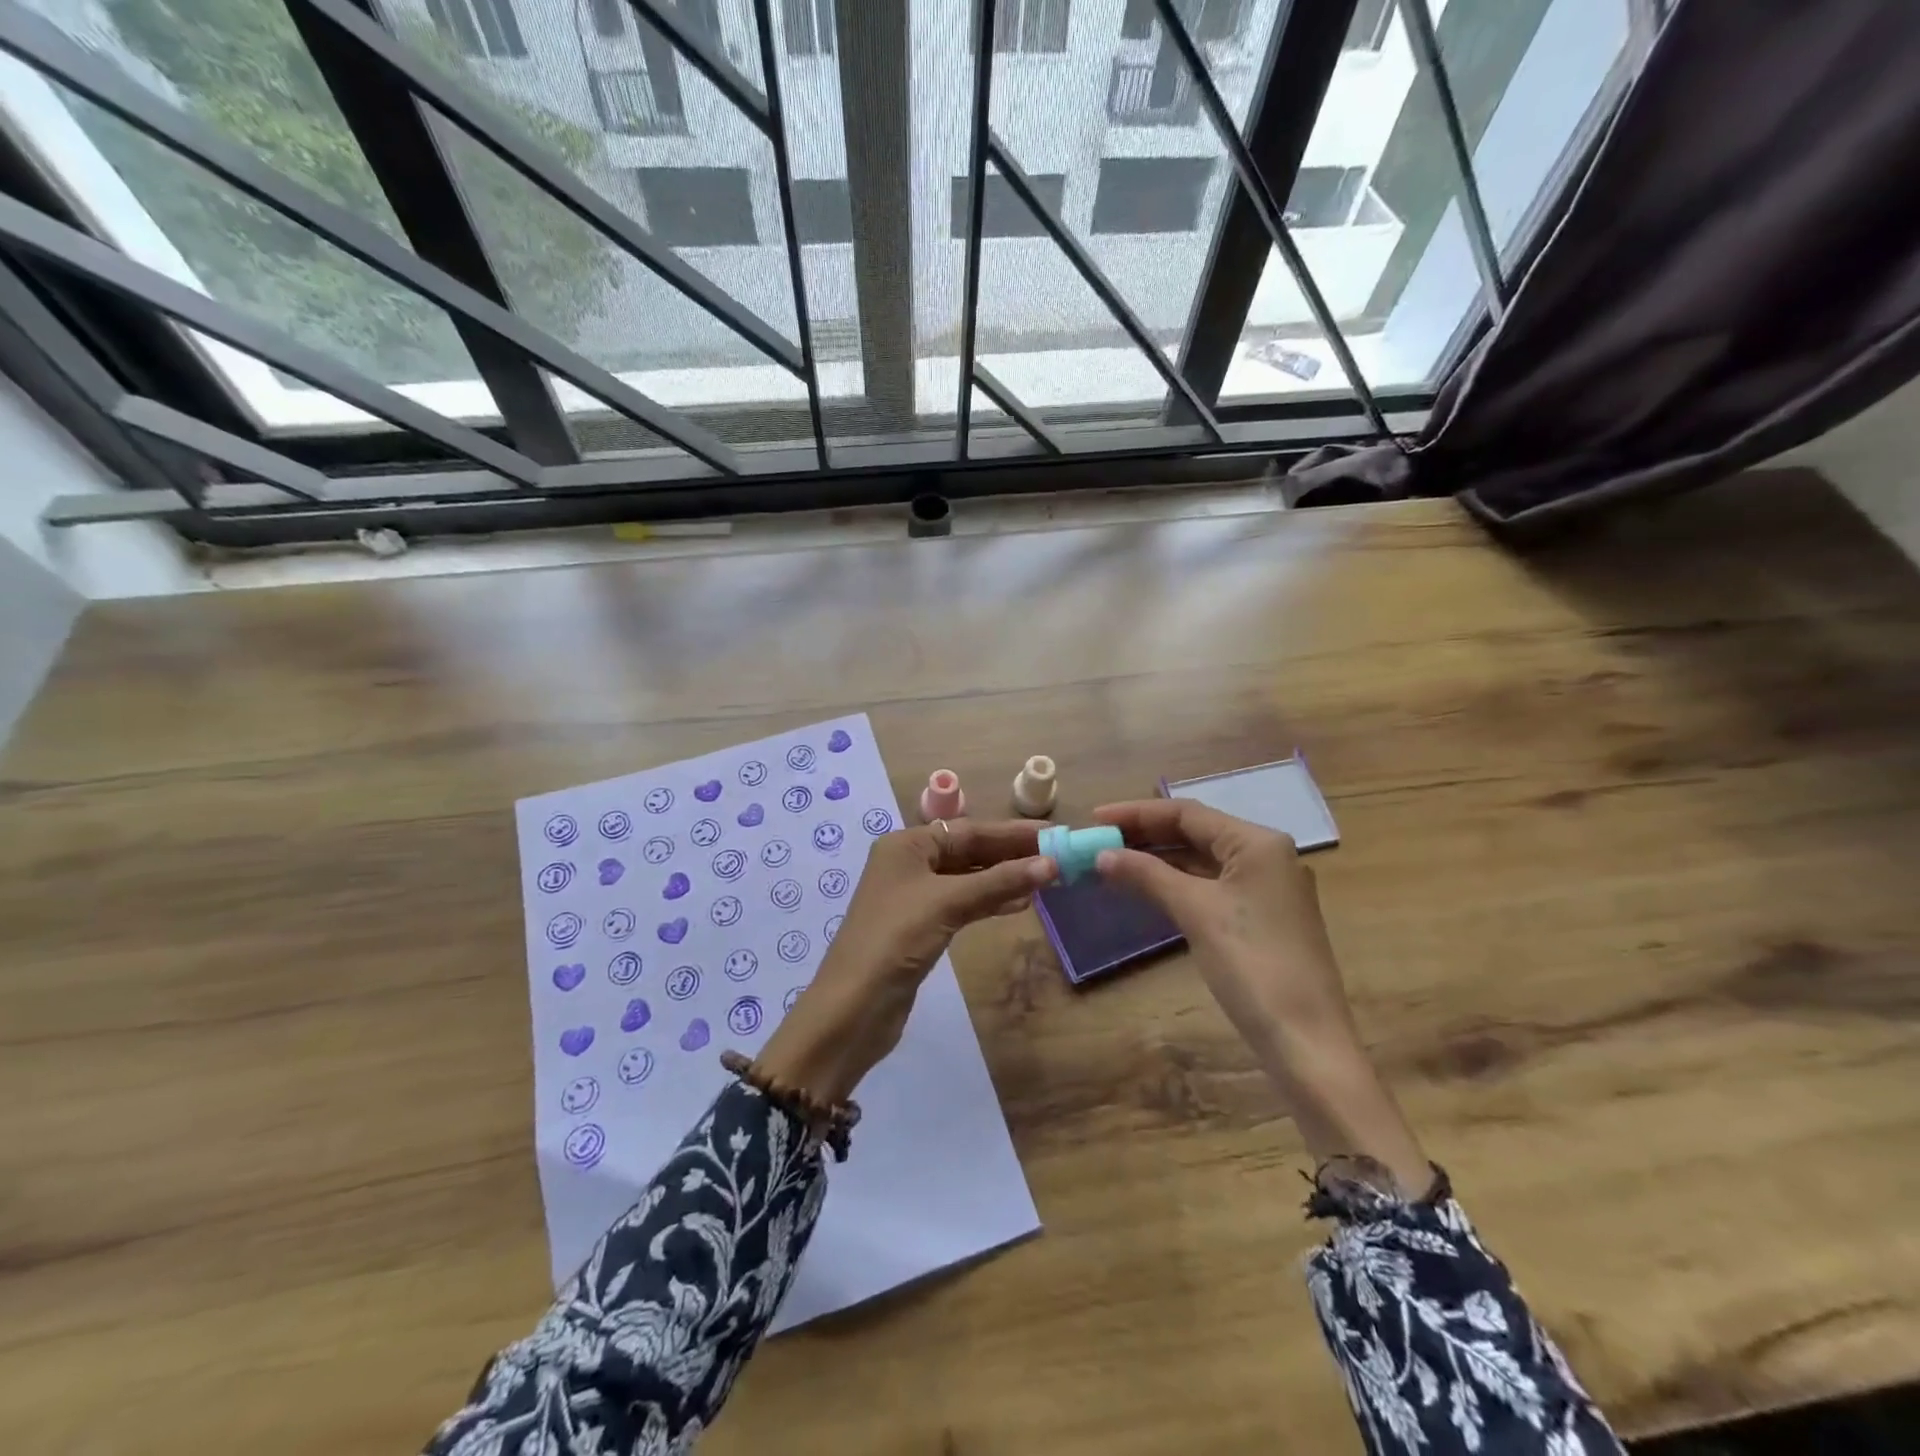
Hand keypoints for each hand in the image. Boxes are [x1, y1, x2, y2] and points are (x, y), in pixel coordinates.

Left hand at [755, 819, 1056, 1102]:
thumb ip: (1000, 882)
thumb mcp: (949, 903)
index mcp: (907, 844)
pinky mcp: (921, 927)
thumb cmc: (896, 939)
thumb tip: (1051, 864)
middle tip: (1058, 857)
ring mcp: (914, 896)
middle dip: (1012, 855)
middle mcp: (909, 863)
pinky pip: (963, 903)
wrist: (853, 1007)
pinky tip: (1019, 905)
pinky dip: (990, 901)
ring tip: (1047, 880)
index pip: (970, 830)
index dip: (1013, 833)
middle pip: (969, 851)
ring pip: (968, 878)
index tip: (1054, 834)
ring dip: (1005, 879)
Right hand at [1092, 798, 1354, 1058]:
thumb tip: (1101, 854)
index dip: (1136, 813)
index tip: (1094, 818)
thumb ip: (1147, 874)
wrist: (1306, 1040)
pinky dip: (1176, 883)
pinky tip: (1145, 888)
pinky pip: (1210, 885)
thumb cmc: (1251, 963)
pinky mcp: (1261, 917)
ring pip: (1201, 860)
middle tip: (1098, 840)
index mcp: (1257, 842)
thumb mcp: (1195, 911)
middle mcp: (1265, 855)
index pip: (1187, 813)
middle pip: (1195, 832)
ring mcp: (1265, 888)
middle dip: (1145, 835)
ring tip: (1112, 861)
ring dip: (1157, 859)